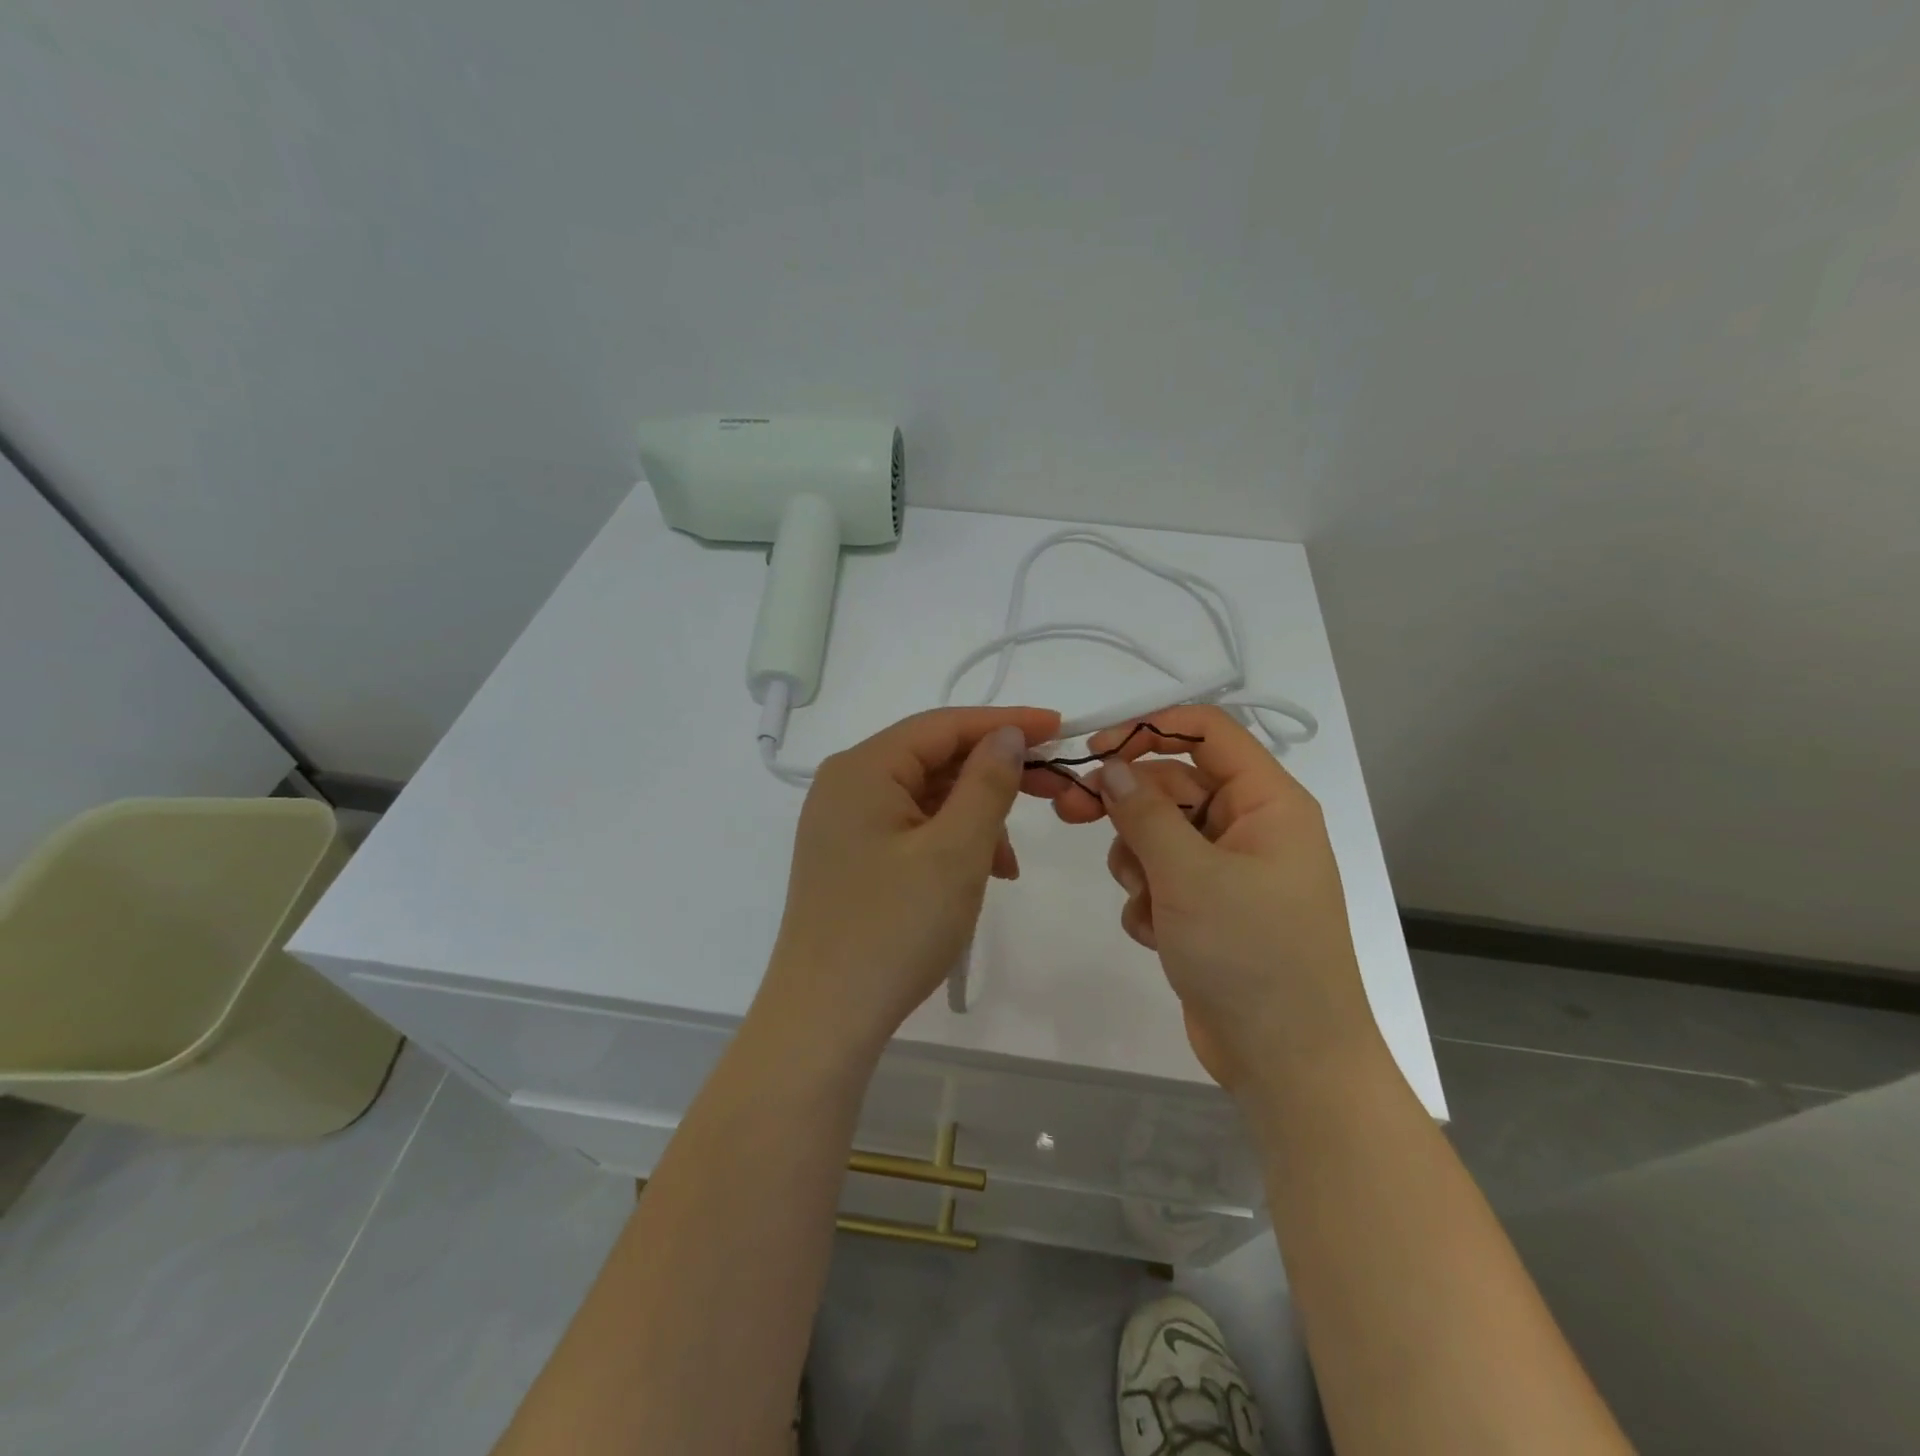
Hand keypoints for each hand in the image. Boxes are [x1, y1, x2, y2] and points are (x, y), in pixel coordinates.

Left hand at [758, 706, 1062, 1060]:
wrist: (824, 1019)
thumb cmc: (894, 928)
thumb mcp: (956, 851)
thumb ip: (987, 783)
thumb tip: (1006, 735)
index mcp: (863, 769)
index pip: (943, 725)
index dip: (1004, 722)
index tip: (1059, 728)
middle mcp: (846, 785)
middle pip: (933, 758)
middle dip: (994, 775)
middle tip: (1054, 792)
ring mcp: (843, 824)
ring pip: (925, 798)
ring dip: (975, 817)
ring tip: (1008, 863)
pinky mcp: (849, 858)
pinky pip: (910, 829)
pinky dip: (949, 842)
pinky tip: (979, 875)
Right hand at [1039, 706, 1378, 1090]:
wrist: (1288, 1062)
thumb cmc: (1251, 955)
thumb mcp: (1189, 875)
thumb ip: (1143, 812)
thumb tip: (1109, 766)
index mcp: (1267, 803)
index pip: (1207, 732)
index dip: (1149, 729)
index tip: (1094, 749)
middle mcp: (1251, 827)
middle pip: (1172, 785)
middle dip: (1124, 805)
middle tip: (1068, 814)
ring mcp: (1230, 871)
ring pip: (1159, 834)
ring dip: (1137, 862)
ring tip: (1146, 901)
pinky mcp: (1210, 909)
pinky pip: (1162, 879)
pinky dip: (1149, 900)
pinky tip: (1158, 934)